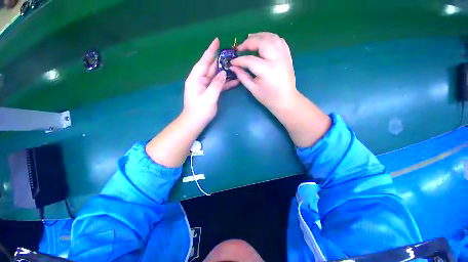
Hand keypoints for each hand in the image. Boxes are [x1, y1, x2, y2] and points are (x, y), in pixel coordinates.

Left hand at [183, 38, 238, 125]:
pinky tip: (235, 80)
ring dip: (224, 71)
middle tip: (230, 53)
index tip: (217, 41)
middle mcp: (200, 80)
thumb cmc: (200, 111)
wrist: (195, 122)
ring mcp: (205, 86)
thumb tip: (224, 73)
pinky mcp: (210, 91)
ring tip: (235, 65)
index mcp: (195, 79)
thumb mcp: (209, 98)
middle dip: (220, 60)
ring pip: (216, 75)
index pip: (203, 62)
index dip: (210, 51)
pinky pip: (218, 84)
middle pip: (210, 67)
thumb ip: (216, 84)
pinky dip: (226, 82)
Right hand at [232, 32, 330, 146]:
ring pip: (272, 37)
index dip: (239, 60)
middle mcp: (277, 59)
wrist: (286, 100)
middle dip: (249, 42)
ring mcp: (284, 56)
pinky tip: (264, 41)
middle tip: (240, 47)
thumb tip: (233, 67)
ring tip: (250, 39)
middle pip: (262, 42)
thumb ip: (242, 76)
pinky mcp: (288, 56)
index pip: (250, 60)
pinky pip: (280, 41)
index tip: (232, 62)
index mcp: (267, 71)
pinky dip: (271, 38)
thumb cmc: (268, 98)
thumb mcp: (253, 89)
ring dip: (260, 36)